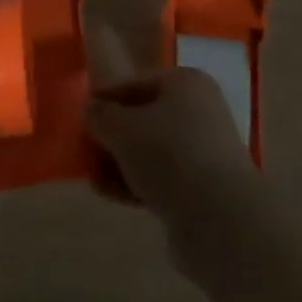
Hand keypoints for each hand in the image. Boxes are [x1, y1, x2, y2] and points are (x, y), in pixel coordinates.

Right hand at [85, 29, 263, 255]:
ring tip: (94, 180)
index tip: (80, 117)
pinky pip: (163, 177)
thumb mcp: (124, 129)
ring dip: (122, 164)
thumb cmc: (170, 155)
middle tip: (86, 153)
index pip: (136, 83)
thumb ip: (101, 116)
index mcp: (185, 82)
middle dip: (113, 136)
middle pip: (144, 117)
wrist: (220, 219)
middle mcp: (199, 110)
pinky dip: (138, 183)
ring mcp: (204, 150)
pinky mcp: (204, 187)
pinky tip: (113, 196)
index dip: (106, 99)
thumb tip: (89, 109)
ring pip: (152, 150)